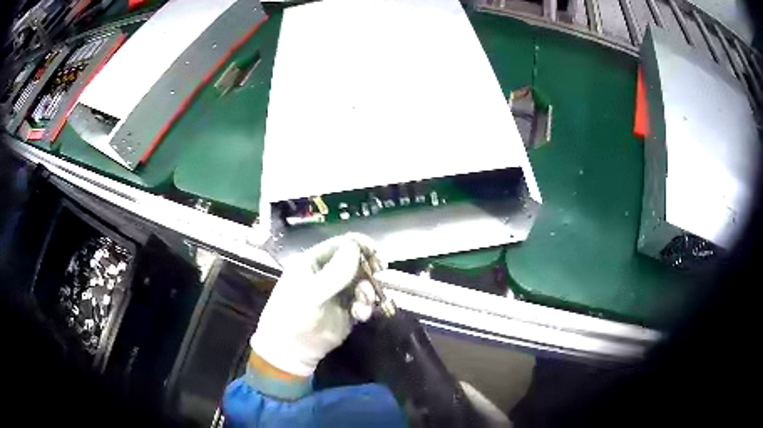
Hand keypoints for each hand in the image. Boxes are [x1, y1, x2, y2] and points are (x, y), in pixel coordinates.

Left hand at [250, 233, 381, 376]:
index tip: (375, 252)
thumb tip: (355, 248)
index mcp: (313, 263)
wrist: (293, 351)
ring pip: (362, 282)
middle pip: (355, 261)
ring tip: (362, 303)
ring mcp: (339, 293)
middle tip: (379, 272)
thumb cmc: (294, 316)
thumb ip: (335, 272)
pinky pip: (364, 302)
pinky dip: (366, 306)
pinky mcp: (348, 311)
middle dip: (368, 267)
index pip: (340, 244)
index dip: (358, 245)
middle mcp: (328, 274)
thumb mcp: (312, 293)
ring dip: (367, 290)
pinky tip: (361, 315)